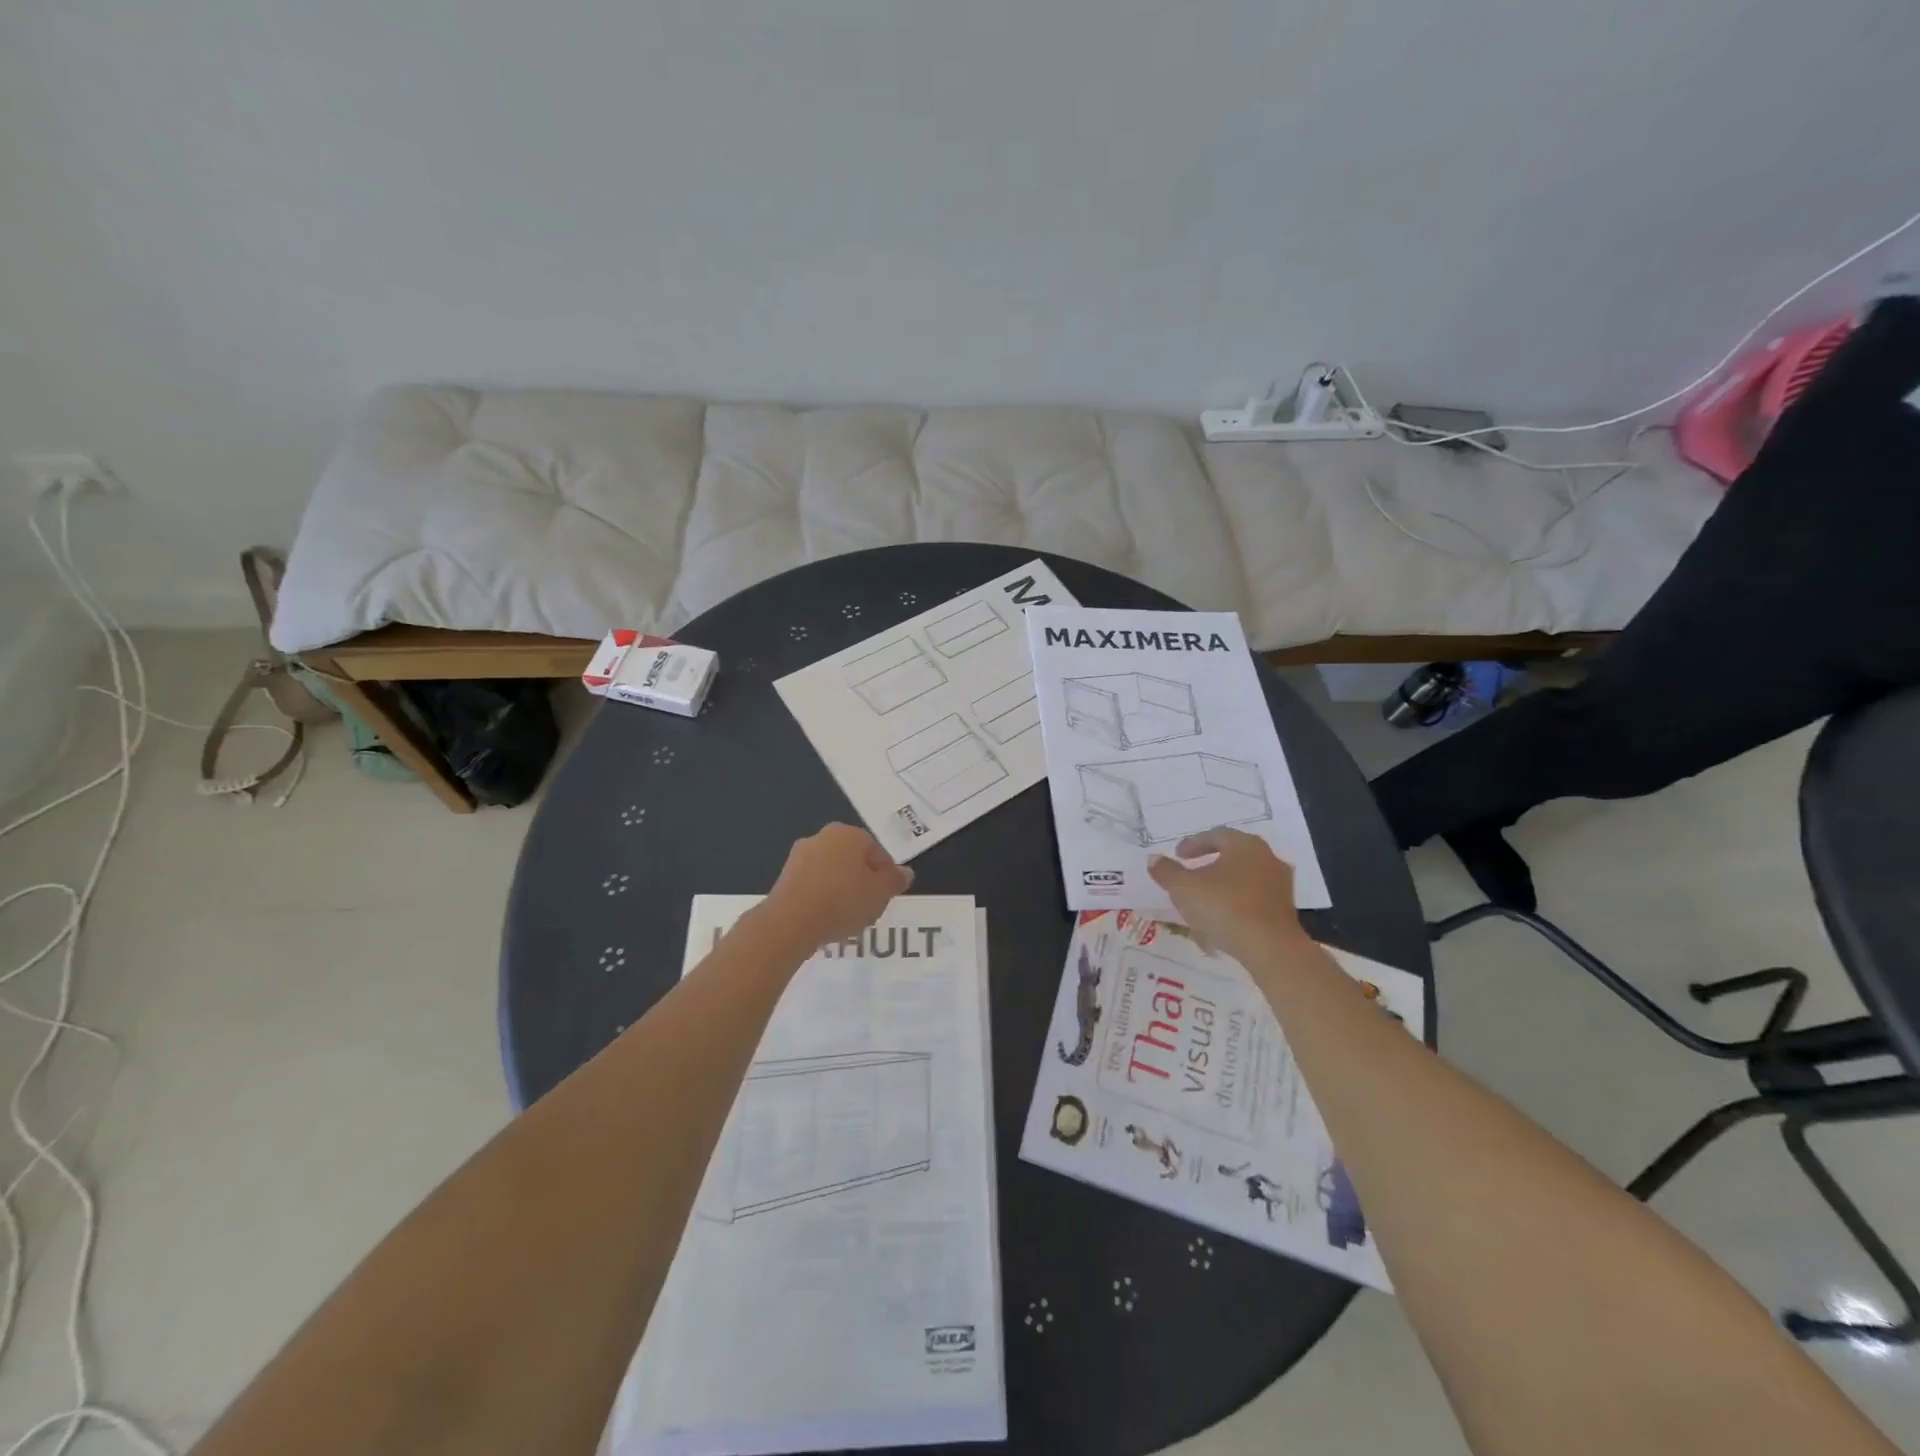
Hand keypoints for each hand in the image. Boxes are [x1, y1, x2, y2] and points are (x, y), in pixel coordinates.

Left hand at [762, 822, 913, 950]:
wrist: (791, 922)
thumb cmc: (843, 901)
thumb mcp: (880, 893)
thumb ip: (895, 880)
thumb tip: (905, 872)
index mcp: (849, 834)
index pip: (876, 850)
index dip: (885, 874)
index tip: (886, 895)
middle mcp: (822, 837)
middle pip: (852, 859)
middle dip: (862, 879)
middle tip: (869, 905)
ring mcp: (800, 856)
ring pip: (831, 871)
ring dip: (840, 889)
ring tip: (847, 916)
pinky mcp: (784, 877)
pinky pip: (813, 885)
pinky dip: (821, 898)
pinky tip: (826, 918)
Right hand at [1148, 829, 1305, 959]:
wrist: (1270, 948)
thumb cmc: (1224, 908)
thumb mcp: (1184, 888)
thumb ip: (1166, 871)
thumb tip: (1154, 859)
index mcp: (1245, 845)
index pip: (1216, 835)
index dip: (1193, 843)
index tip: (1178, 855)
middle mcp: (1267, 858)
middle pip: (1234, 853)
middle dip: (1211, 861)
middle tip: (1192, 871)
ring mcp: (1280, 884)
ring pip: (1246, 876)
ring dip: (1225, 882)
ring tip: (1206, 896)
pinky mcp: (1285, 909)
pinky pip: (1255, 897)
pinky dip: (1238, 900)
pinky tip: (1224, 915)